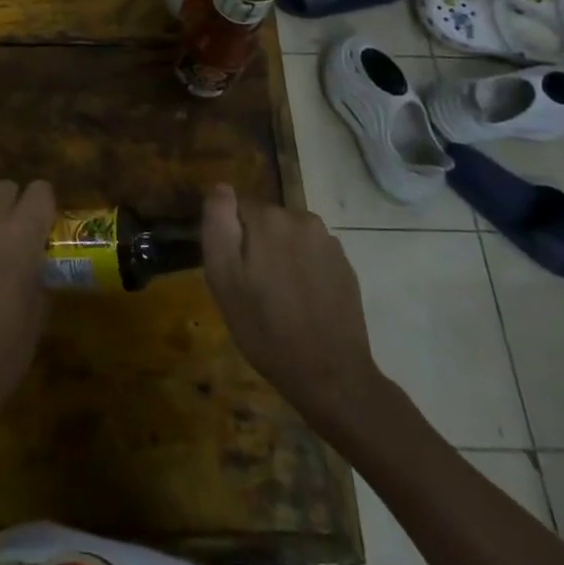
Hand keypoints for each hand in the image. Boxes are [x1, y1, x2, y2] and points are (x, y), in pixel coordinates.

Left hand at [0, 181, 55, 442]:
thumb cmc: (4, 351)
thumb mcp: (39, 311)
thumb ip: (40, 271)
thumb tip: (37, 259)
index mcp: (23, 233)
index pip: (41, 189)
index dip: (44, 207)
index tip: (43, 228)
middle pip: (6, 187)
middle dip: (13, 206)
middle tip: (13, 237)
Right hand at [202, 183, 390, 445]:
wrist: (331, 377)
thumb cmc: (266, 329)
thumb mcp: (223, 279)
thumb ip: (218, 225)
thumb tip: (221, 187)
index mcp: (269, 218)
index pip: (235, 207)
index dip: (229, 237)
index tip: (232, 270)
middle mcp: (301, 218)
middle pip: (265, 220)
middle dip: (256, 244)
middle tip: (252, 288)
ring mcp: (328, 242)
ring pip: (289, 237)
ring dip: (280, 255)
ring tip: (279, 298)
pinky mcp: (345, 266)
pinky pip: (312, 255)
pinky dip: (303, 270)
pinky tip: (303, 303)